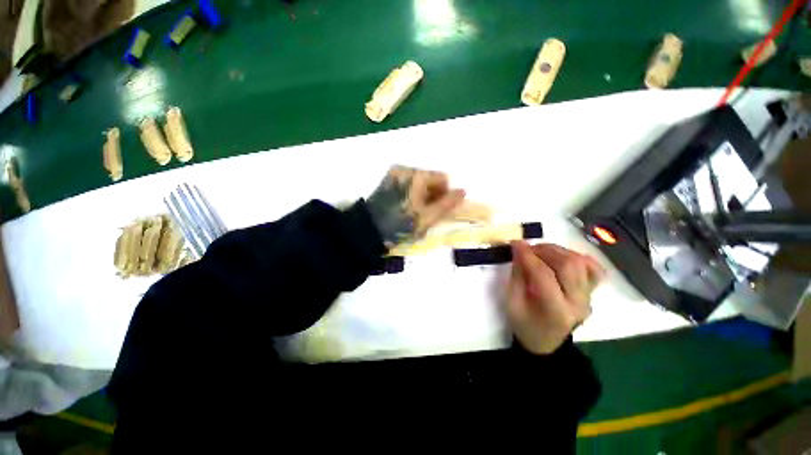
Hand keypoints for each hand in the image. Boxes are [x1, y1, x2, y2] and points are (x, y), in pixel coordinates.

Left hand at [366, 165, 465, 247]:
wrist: (369, 229)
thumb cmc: (400, 224)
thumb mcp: (427, 218)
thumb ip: (447, 204)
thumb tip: (462, 192)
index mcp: (417, 175)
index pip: (442, 179)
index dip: (445, 194)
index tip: (439, 210)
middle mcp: (405, 169)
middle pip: (430, 179)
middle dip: (434, 195)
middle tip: (428, 213)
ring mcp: (394, 173)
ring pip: (419, 182)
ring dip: (423, 195)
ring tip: (416, 212)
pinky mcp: (387, 180)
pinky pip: (408, 183)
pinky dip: (413, 193)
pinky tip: (407, 207)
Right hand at [507, 242, 604, 354]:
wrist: (545, 340)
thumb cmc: (524, 323)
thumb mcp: (512, 302)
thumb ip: (517, 274)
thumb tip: (519, 250)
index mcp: (555, 310)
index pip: (543, 274)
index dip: (528, 255)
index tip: (515, 244)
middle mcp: (577, 302)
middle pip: (568, 265)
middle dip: (544, 250)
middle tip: (527, 248)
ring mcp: (588, 297)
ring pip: (581, 262)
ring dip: (558, 250)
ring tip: (540, 251)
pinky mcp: (592, 292)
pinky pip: (593, 268)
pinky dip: (578, 257)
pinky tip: (561, 257)